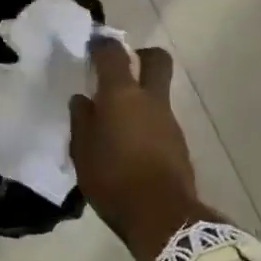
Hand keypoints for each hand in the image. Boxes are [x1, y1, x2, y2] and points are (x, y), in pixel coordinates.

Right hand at [68, 41, 216, 260]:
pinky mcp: (178, 142)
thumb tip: (83, 100)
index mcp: (121, 95)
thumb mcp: (82, 151)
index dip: (102, 44)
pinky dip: (146, 122)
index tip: (93, 45)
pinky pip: (159, 120)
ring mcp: (169, 120)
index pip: (113, 54)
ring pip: (158, 93)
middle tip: (123, 67)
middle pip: (156, 60)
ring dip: (141, 96)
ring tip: (116, 119)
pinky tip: (130, 144)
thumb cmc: (113, 179)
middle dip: (141, 55)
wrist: (161, 216)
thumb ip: (82, 120)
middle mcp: (150, 99)